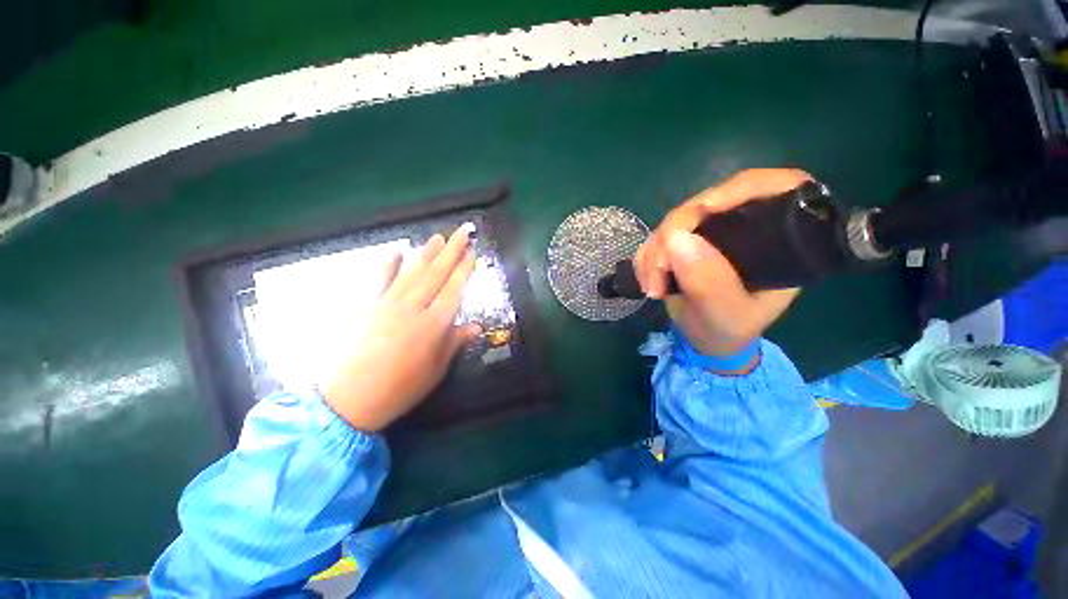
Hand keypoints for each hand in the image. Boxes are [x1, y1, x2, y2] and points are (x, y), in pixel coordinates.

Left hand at [323, 225, 481, 430]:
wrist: (349, 399)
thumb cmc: (401, 388)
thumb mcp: (437, 369)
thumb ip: (455, 342)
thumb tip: (476, 327)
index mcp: (434, 323)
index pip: (454, 288)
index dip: (465, 269)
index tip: (473, 252)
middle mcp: (413, 307)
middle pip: (436, 273)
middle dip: (451, 251)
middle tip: (462, 232)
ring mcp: (388, 304)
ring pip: (412, 272)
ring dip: (426, 252)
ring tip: (437, 237)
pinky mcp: (368, 306)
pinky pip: (380, 280)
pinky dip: (388, 264)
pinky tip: (396, 251)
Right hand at [633, 169, 807, 356]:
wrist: (704, 340)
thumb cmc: (728, 332)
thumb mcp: (726, 316)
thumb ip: (709, 283)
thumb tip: (677, 238)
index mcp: (778, 241)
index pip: (773, 189)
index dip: (737, 189)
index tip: (701, 210)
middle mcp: (743, 229)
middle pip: (708, 204)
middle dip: (675, 233)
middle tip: (659, 268)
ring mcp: (709, 235)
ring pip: (674, 221)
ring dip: (654, 252)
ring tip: (653, 287)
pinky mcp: (683, 243)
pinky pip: (657, 238)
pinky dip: (645, 258)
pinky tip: (648, 281)